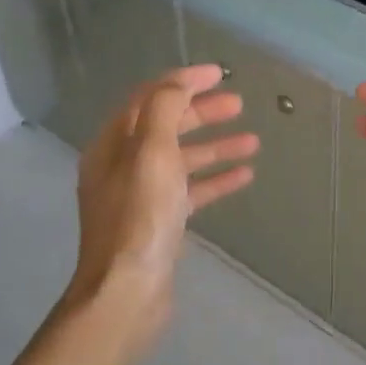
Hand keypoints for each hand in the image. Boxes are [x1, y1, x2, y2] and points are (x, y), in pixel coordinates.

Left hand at [64, 65, 257, 352]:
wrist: (127, 291)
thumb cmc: (140, 216)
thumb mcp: (151, 152)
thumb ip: (164, 109)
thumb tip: (179, 82)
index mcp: (112, 144)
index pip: (148, 98)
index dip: (182, 81)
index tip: (218, 73)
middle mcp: (122, 166)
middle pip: (166, 126)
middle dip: (202, 112)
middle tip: (239, 104)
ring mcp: (141, 196)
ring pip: (182, 160)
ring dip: (216, 147)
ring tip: (253, 141)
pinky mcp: (159, 222)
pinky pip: (191, 191)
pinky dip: (215, 180)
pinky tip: (244, 176)